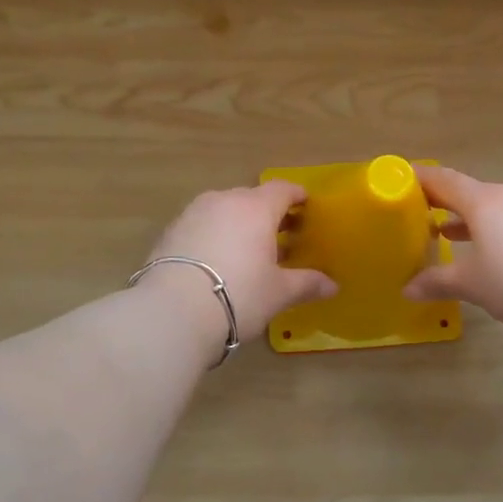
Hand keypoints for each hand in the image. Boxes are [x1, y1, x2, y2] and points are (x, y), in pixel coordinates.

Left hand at [144, 181, 336, 336]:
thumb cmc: (238, 295)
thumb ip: (306, 283)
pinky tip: (217, 261)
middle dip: (268, 213)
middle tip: (282, 235)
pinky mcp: (170, 232)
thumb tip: (332, 286)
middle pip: (251, 198)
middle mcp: (223, 201)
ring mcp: (192, 213)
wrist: (172, 311)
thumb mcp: (278, 292)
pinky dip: (214, 236)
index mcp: (255, 207)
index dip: (297, 196)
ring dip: (238, 224)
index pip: (282, 189)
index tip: (306, 206)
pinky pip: (201, 225)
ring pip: (223, 210)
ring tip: (248, 250)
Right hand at [404, 167, 502, 335]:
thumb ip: (437, 282)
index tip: (401, 179)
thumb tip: (407, 289)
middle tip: (420, 215)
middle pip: (470, 192)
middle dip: (444, 203)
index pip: (444, 180)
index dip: (420, 179)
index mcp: (484, 201)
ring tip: (451, 236)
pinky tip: (496, 251)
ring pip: (495, 206)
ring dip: (471, 219)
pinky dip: (497, 229)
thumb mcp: (473, 285)